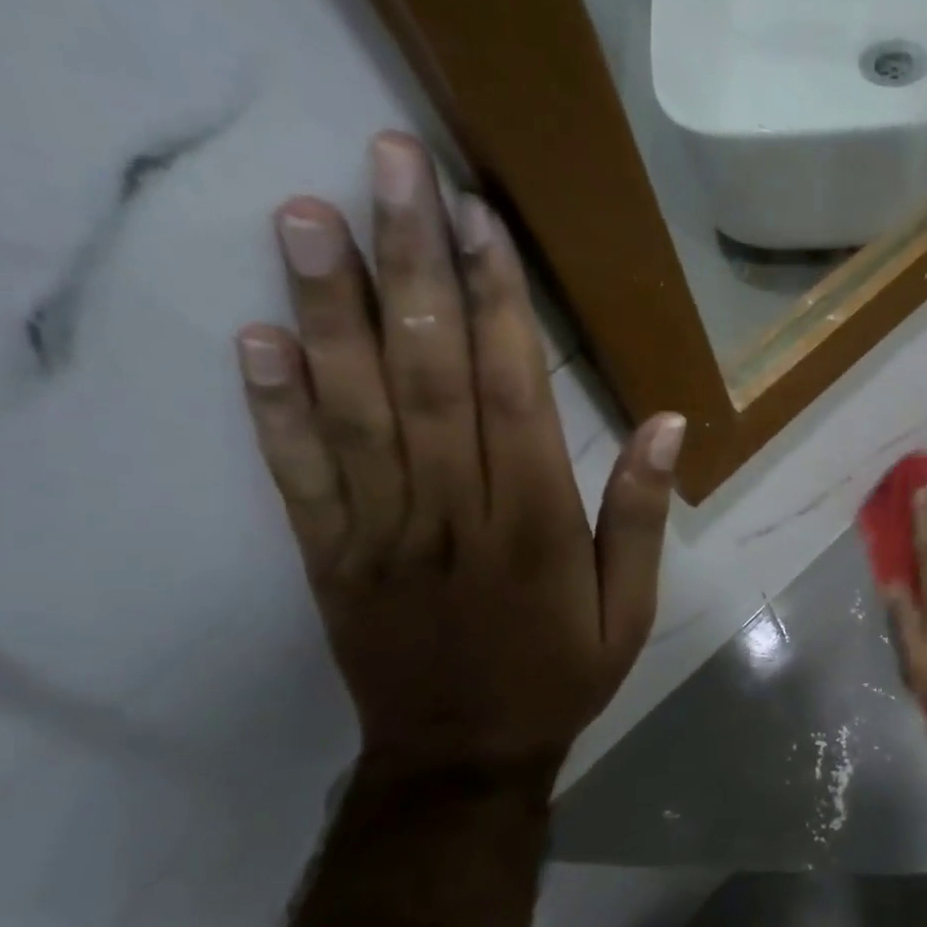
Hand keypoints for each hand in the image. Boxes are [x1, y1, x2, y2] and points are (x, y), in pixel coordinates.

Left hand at [235, 132, 683, 791]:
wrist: (462, 759)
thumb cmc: (560, 676)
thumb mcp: (631, 611)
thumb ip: (640, 517)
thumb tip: (669, 425)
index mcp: (534, 527)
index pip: (514, 394)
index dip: (498, 304)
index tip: (480, 220)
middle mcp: (453, 514)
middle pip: (429, 377)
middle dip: (411, 267)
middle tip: (389, 166)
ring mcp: (380, 534)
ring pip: (353, 411)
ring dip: (330, 311)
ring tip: (309, 217)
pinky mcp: (330, 558)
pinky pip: (298, 477)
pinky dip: (273, 408)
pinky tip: (256, 337)